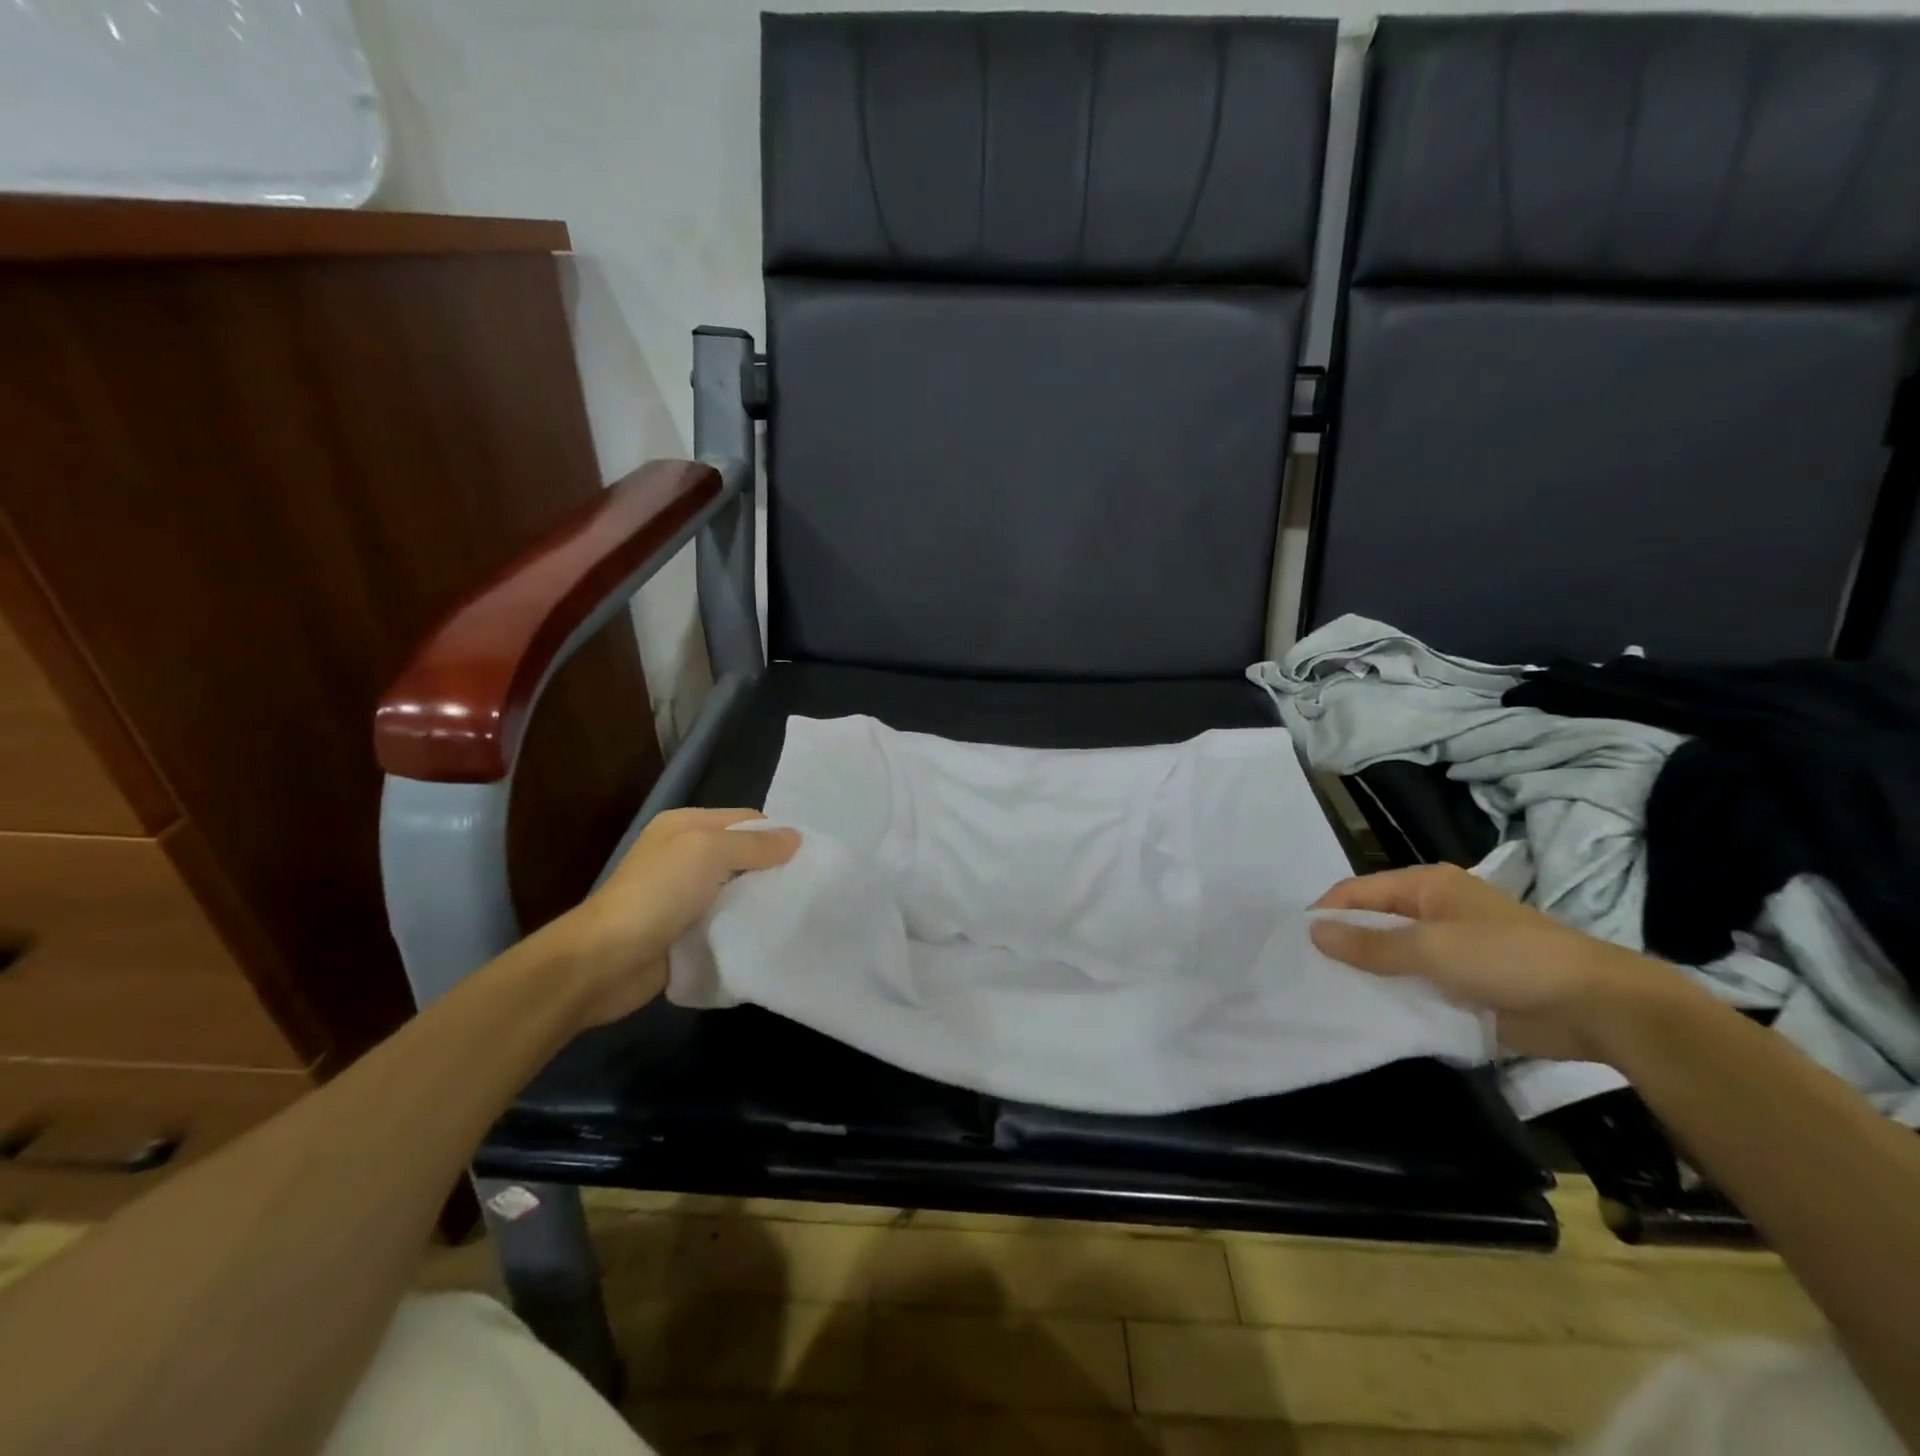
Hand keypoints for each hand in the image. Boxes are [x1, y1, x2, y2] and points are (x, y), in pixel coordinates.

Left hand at [558, 808, 799, 1025]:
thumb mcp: (707, 853)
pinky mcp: (686, 932)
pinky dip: (745, 928)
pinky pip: (726, 923)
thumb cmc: (656, 895)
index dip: (778, 835)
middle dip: (774, 870)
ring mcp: (684, 896)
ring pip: (738, 891)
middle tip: (810, 887)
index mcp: (686, 826)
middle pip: (744, 856)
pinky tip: (769, 936)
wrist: (603, 962)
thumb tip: (796, 838)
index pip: (747, 820)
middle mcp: (686, 856)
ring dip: (761, 902)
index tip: (811, 858)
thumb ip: (753, 844)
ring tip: (798, 912)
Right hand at [1309, 864, 1679, 1061]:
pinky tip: (1371, 1015)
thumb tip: (1312, 932)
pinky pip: (1416, 986)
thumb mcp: (1431, 949)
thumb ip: (1370, 945)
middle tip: (1309, 975)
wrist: (1600, 1008)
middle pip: (1372, 924)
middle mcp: (1434, 911)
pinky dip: (1394, 997)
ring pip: (1392, 958)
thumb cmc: (1509, 960)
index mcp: (1426, 886)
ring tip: (1332, 998)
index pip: (1357, 892)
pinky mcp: (1465, 985)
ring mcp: (1451, 949)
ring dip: (1369, 976)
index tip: (1296, 945)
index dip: (1326, 914)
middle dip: (1344, 947)